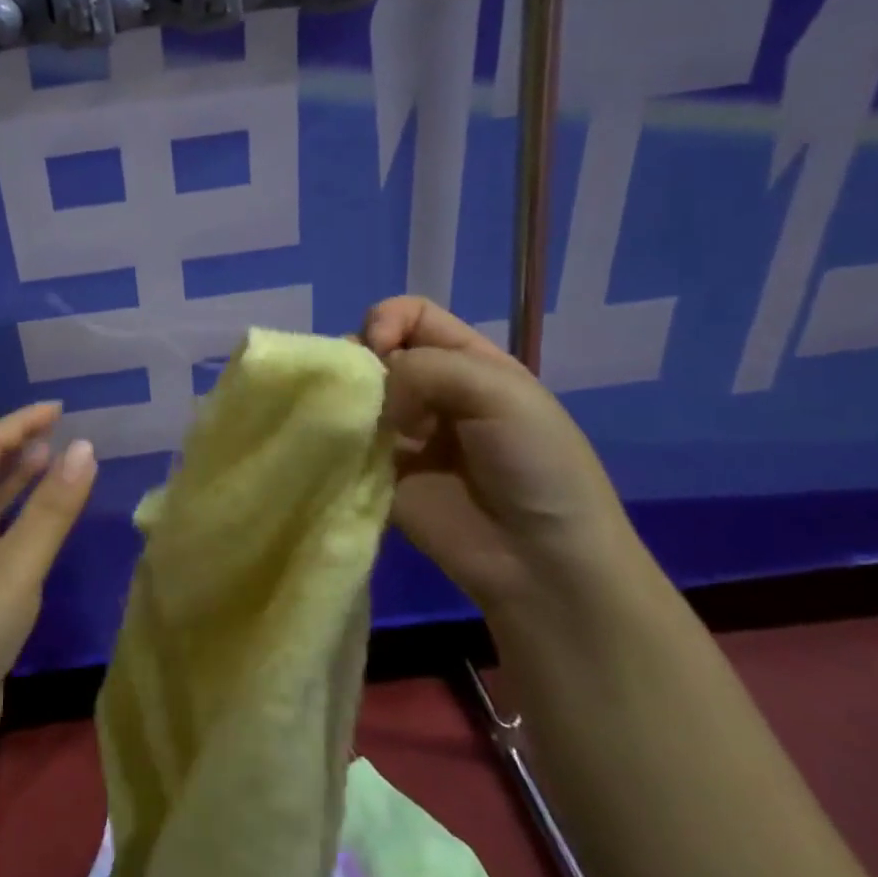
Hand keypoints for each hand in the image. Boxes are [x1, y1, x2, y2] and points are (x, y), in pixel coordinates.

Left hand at [0, 402, 96, 758]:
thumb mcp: (18, 565)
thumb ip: (52, 509)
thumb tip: (85, 447)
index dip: (17, 424)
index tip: (58, 411)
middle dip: (19, 448)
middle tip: (60, 433)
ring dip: (21, 483)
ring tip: (56, 464)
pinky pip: (0, 541)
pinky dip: (24, 521)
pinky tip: (46, 528)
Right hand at [360, 296, 639, 615]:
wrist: (541, 561)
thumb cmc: (534, 465)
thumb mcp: (498, 392)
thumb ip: (424, 368)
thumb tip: (370, 387)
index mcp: (468, 362)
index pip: (411, 315)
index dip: (387, 320)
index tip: (381, 352)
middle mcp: (432, 391)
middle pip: (376, 350)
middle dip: (362, 360)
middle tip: (369, 393)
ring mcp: (403, 434)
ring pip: (356, 395)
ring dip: (347, 400)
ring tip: (355, 423)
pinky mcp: (380, 473)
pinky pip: (346, 442)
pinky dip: (337, 438)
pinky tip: (343, 448)